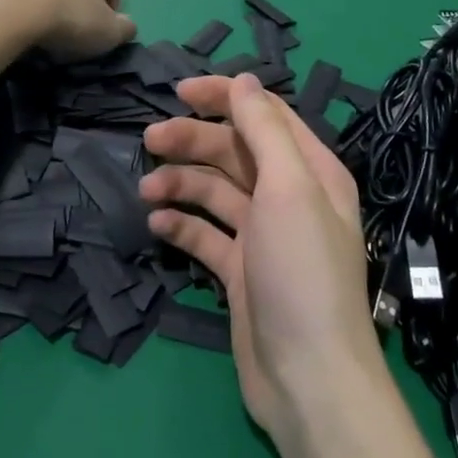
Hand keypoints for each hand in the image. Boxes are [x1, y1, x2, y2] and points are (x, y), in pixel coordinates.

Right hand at [139, 75, 383, 441]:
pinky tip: (157, 224)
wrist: (308, 378)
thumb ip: (264, 128)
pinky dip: (182, 224)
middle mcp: (288, 197)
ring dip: (181, 183)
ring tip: (147, 189)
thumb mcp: (289, 187)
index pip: (264, 114)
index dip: (224, 97)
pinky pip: (205, 234)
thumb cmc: (302, 271)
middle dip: (193, 140)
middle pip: (234, 151)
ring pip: (215, 191)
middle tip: (149, 139)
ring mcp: (263, 236)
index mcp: (310, 171)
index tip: (179, 92)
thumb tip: (244, 79)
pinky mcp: (240, 271)